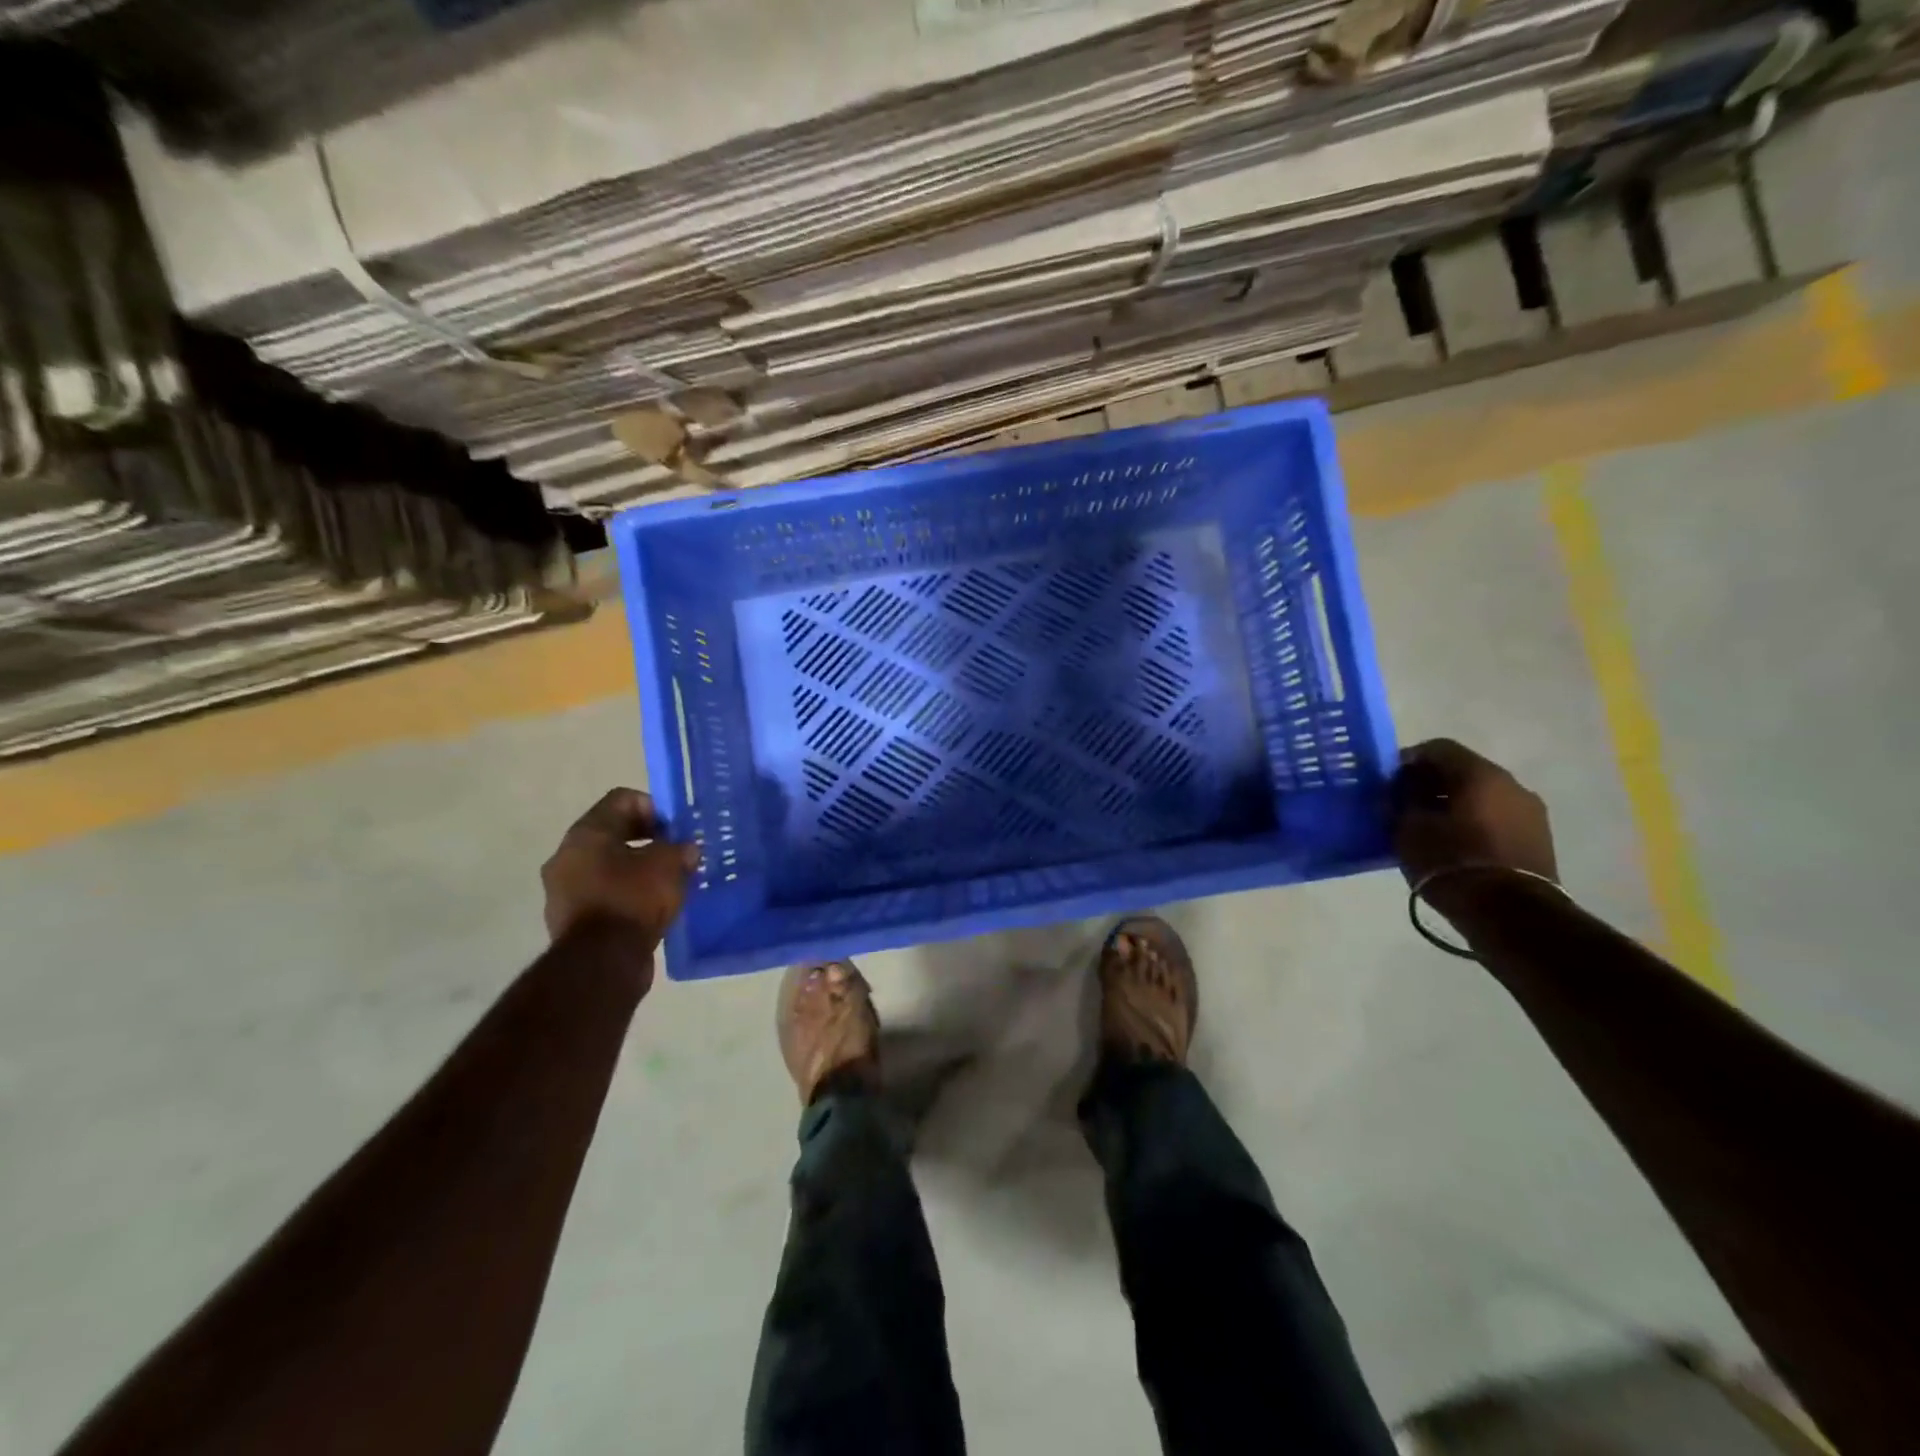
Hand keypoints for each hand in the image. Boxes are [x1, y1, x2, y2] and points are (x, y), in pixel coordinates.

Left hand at [541, 788, 700, 945]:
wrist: (600, 963)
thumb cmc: (633, 899)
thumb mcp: (669, 865)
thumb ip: (680, 849)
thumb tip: (686, 849)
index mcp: (586, 833)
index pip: (622, 799)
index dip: (654, 807)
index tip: (675, 830)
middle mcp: (567, 855)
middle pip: (612, 832)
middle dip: (647, 839)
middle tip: (675, 853)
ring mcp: (563, 889)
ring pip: (607, 865)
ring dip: (636, 868)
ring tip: (666, 883)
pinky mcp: (570, 919)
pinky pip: (603, 893)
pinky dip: (626, 894)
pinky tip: (650, 907)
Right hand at [1392, 739, 1556, 893]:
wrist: (1510, 914)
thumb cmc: (1451, 862)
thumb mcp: (1408, 828)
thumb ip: (1402, 800)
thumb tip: (1400, 789)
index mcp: (1480, 774)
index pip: (1437, 748)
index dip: (1407, 760)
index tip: (1388, 781)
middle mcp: (1511, 784)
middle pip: (1463, 770)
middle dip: (1431, 783)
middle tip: (1404, 804)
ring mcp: (1530, 812)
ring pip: (1481, 795)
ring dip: (1453, 803)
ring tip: (1428, 827)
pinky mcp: (1538, 839)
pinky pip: (1496, 817)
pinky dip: (1472, 821)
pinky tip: (1454, 843)